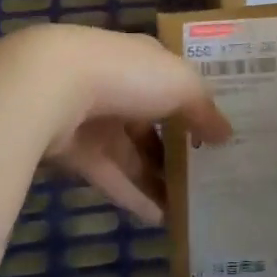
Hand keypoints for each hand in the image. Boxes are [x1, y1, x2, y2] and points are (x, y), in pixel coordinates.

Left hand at [0, 24, 230, 225]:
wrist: (50, 87)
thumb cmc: (126, 74)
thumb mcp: (180, 84)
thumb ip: (204, 108)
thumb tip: (226, 133)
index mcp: (142, 58)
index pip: (171, 80)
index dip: (193, 104)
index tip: (215, 131)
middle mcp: (117, 83)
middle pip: (150, 119)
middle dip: (174, 146)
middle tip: (205, 175)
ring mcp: (91, 117)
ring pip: (130, 151)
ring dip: (155, 177)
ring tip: (188, 205)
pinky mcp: (72, 150)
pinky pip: (109, 175)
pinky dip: (132, 194)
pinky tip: (159, 218)